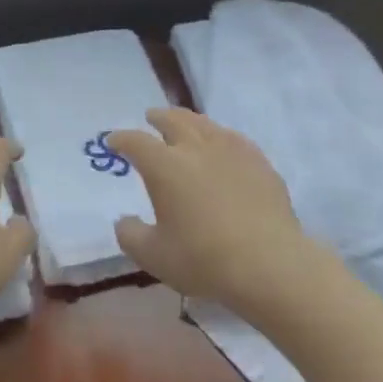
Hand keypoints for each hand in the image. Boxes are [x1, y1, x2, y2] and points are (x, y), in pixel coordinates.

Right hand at [108, 108, 312, 314]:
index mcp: (164, 166)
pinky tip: (223, 144)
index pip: (136, 142)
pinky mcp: (259, 163)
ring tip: (184, 123)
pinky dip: (220, 136)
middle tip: (151, 117)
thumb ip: (131, 235)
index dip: (121, 139)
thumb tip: (124, 221)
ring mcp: (231, 151)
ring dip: (188, 120)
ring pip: (204, 124)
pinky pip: (234, 139)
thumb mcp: (154, 256)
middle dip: (158, 117)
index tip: (112, 141)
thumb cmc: (204, 259)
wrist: (270, 264)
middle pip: (173, 121)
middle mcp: (195, 148)